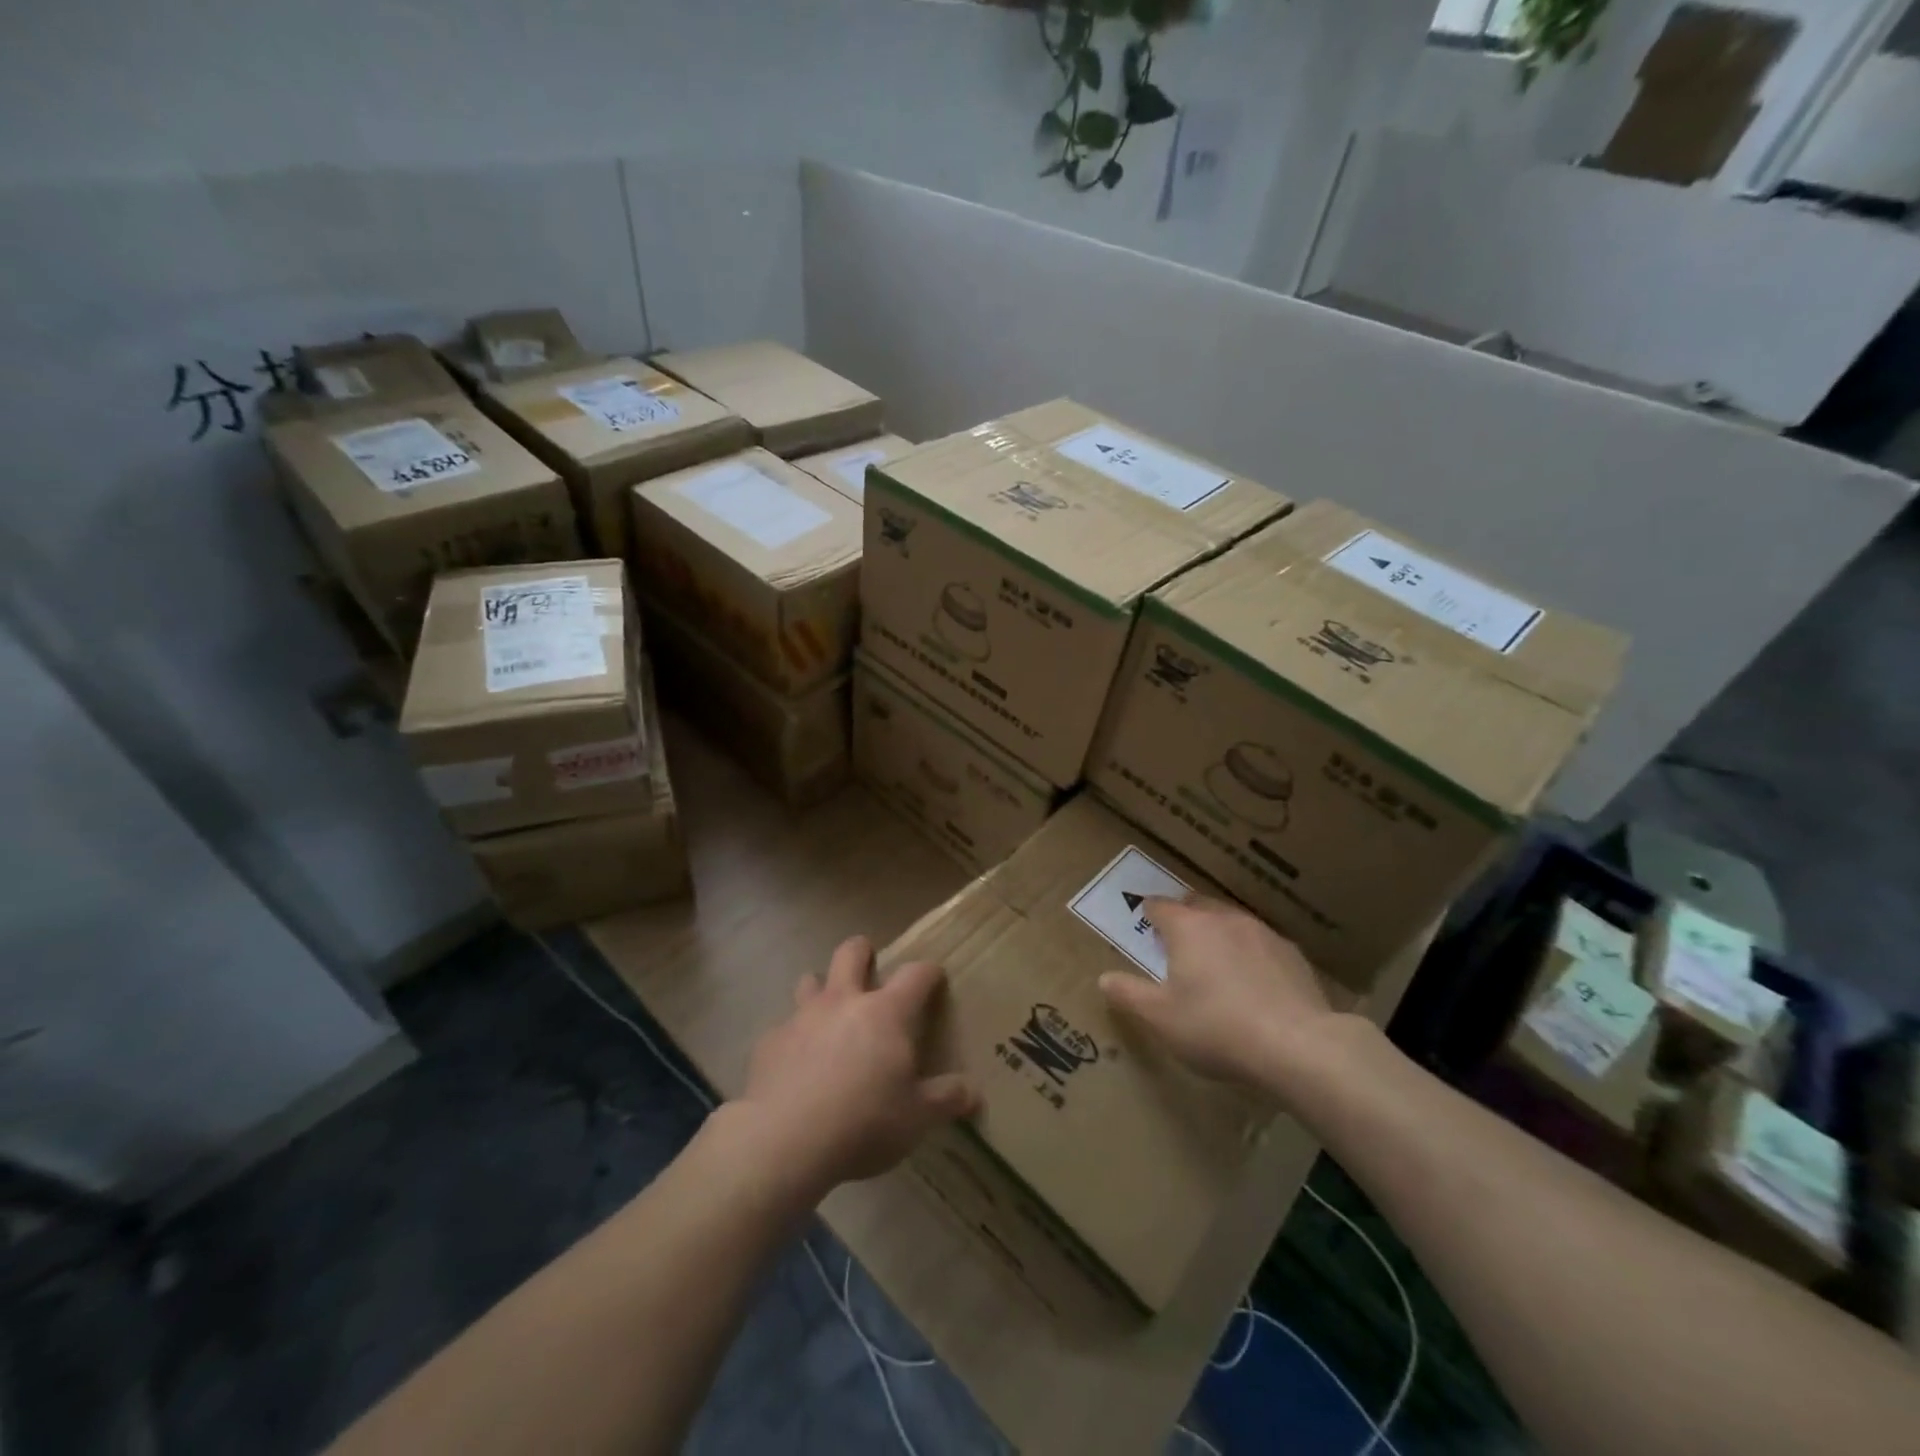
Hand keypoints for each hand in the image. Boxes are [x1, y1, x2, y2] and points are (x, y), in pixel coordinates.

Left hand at [732, 936, 977, 1198]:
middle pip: (851, 952)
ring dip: (821, 989)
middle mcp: (843, 1002)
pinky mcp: (769, 1041)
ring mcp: (802, 1017)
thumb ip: (946, 1099)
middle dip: (863, 952)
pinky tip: (795, 1064)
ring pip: (810, 981)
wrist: (784, 1140)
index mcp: (886, 1013)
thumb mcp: (916, 1118)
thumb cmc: (863, 1122)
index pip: (915, 974)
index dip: (928, 972)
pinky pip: (783, 1027)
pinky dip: (793, 1037)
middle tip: (870, 968)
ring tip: (828, 1014)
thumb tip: (973, 1093)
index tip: (935, 978)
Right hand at [1099, 895, 1355, 1097]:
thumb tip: (1104, 978)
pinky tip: (1253, 984)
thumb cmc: (1216, 1027)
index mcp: (1188, 928)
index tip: (1144, 926)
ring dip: (1218, 935)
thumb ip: (1129, 994)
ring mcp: (1262, 933)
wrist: (1298, 1046)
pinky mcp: (1293, 955)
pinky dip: (1250, 955)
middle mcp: (1224, 919)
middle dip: (1184, 919)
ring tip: (1215, 964)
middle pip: (1197, 906)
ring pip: (1231, 922)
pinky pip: (1261, 944)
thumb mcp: (1160, 1018)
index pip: (1159, 906)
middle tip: (1176, 945)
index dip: (1148, 914)